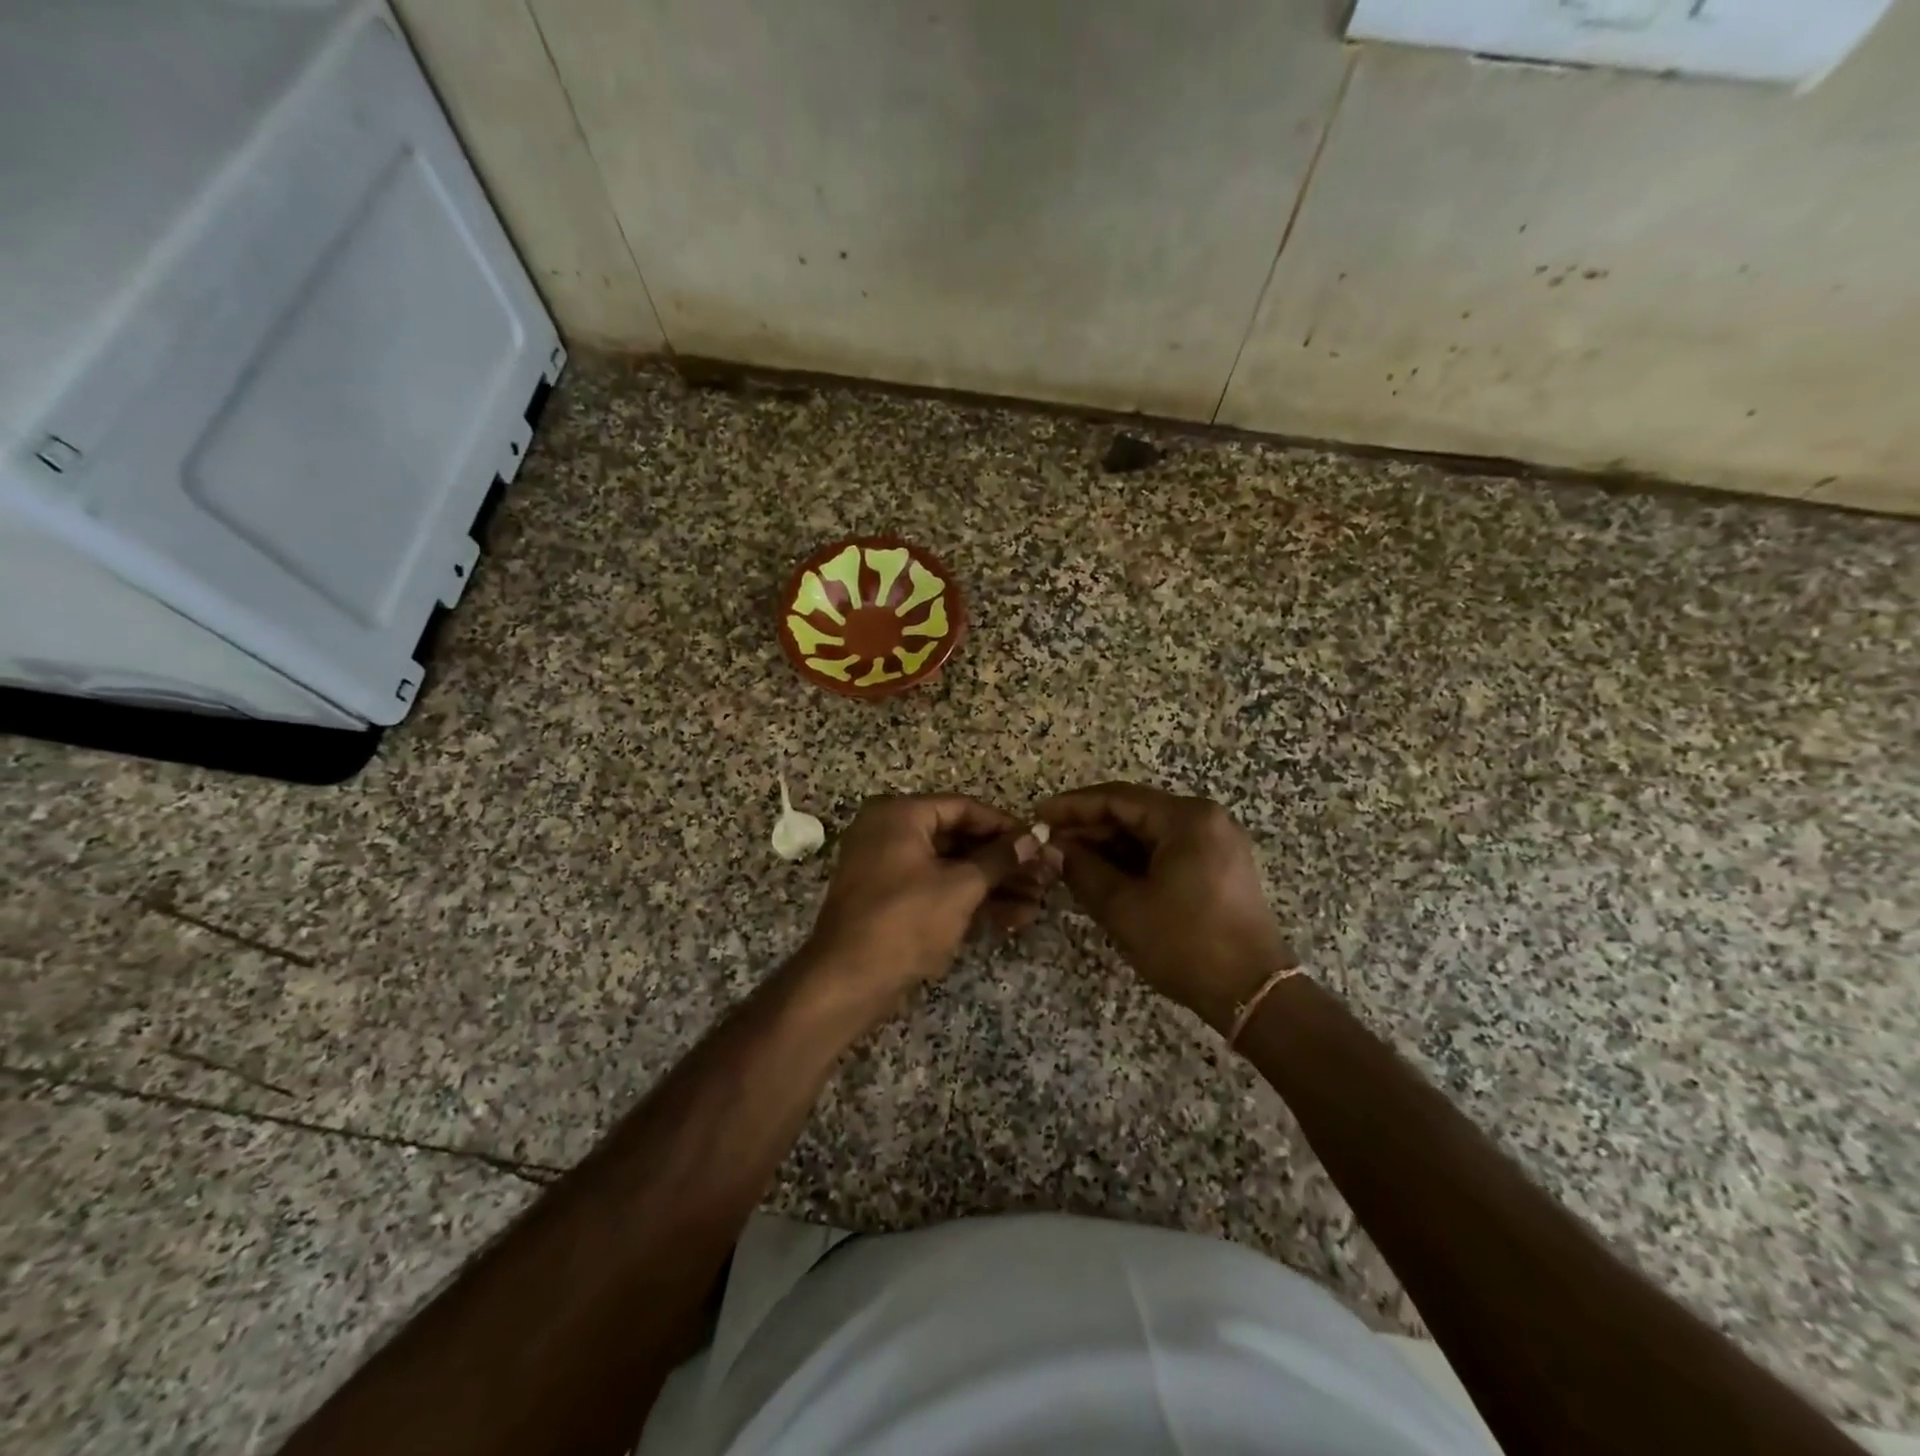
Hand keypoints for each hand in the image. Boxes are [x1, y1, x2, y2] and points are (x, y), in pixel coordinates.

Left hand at [800, 794, 1058, 1026]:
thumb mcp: (960, 887)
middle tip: (1043, 876)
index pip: (963, 808)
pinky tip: (1012, 919)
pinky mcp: (892, 901)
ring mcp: (889, 868)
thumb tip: (1034, 837)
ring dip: (994, 885)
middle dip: (1003, 862)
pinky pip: (937, 889)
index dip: (1005, 826)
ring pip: (951, 868)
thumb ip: (999, 859)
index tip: (1038, 842)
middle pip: (959, 839)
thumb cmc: (905, 921)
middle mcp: (891, 832)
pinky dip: (970, 901)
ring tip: (1037, 902)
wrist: (847, 981)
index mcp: (900, 815)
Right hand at [1037, 783, 1293, 1034]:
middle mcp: (1206, 819)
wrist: (1252, 994)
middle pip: (1135, 812)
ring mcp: (1216, 843)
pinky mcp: (1219, 866)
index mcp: (1187, 819)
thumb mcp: (1123, 907)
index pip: (1117, 799)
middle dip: (1089, 828)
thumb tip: (1052, 849)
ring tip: (1069, 862)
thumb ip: (1082, 870)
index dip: (1073, 807)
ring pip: (1149, 833)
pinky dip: (1134, 861)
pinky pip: (1166, 851)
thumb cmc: (1185, 944)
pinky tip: (1103, 875)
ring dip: (1109, 846)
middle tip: (1050, 844)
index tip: (1038, 816)